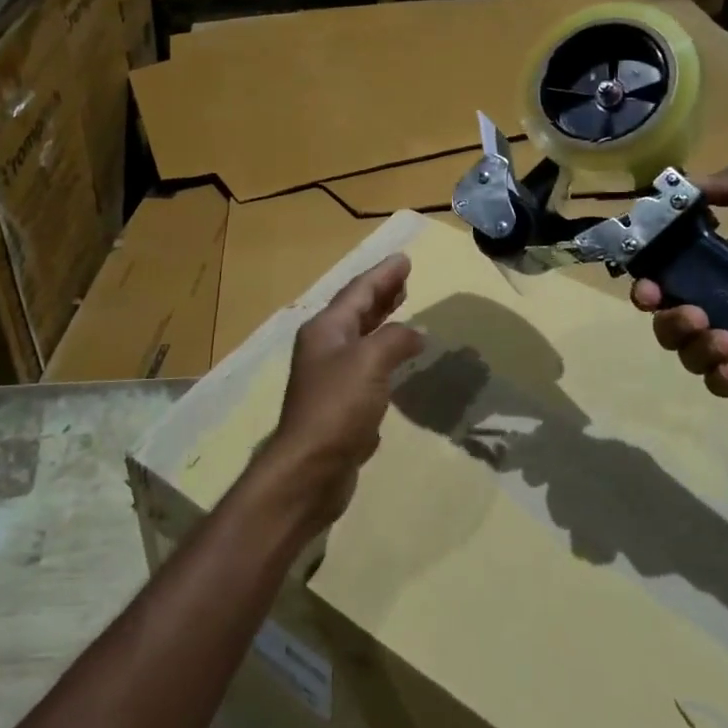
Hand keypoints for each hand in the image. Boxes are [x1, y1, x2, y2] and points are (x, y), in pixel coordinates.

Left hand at [253, 254, 424, 533]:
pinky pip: (366, 366)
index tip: (404, 258)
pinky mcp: (340, 404)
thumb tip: (415, 334)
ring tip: (402, 307)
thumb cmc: (338, 407)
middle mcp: (325, 347)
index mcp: (326, 330)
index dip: (382, 275)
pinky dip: (384, 353)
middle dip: (381, 293)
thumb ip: (395, 339)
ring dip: (382, 320)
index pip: (358, 292)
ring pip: (361, 337)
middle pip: (356, 311)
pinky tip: (397, 358)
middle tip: (404, 278)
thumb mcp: (369, 362)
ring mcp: (330, 376)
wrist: (311, 468)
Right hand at [631, 164, 727, 408]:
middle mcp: (722, 301)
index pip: (666, 272)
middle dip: (667, 318)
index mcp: (723, 263)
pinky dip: (719, 375)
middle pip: (665, 315)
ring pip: (685, 349)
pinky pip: (716, 380)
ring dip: (694, 346)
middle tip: (693, 316)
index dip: (647, 279)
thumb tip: (680, 187)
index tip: (646, 286)